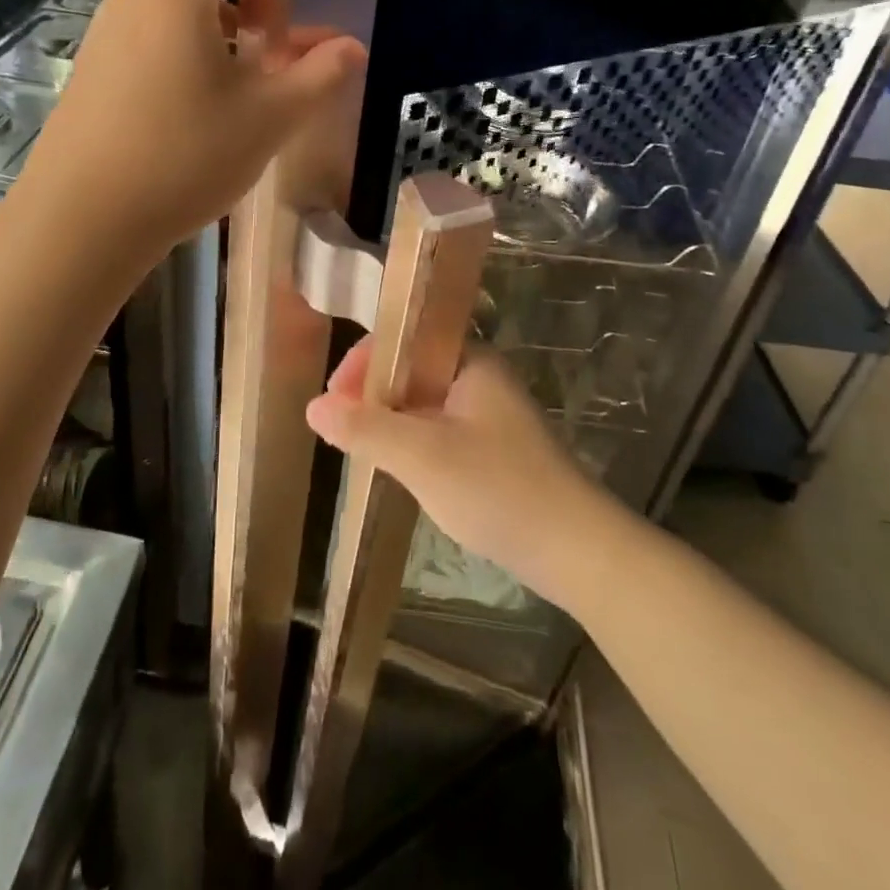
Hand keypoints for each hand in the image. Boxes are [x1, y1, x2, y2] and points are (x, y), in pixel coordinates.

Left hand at [24, 0, 365, 261]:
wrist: (82, 219)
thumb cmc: (183, 156)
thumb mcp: (268, 117)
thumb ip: (317, 75)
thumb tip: (351, 48)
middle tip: (279, 24)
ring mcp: (110, 33)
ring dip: (223, 12)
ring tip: (255, 62)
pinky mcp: (99, 68)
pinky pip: (154, 30)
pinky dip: (193, 39)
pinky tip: (213, 93)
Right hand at [306, 338, 625, 608]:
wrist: (576, 549)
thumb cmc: (497, 488)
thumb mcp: (422, 456)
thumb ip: (366, 429)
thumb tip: (313, 407)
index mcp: (469, 360)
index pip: (403, 339)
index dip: (363, 362)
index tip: (333, 400)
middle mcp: (480, 377)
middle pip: (411, 368)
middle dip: (372, 393)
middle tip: (342, 429)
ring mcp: (489, 414)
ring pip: (423, 402)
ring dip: (390, 419)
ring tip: (360, 448)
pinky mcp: (493, 448)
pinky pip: (439, 429)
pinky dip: (412, 441)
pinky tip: (398, 468)